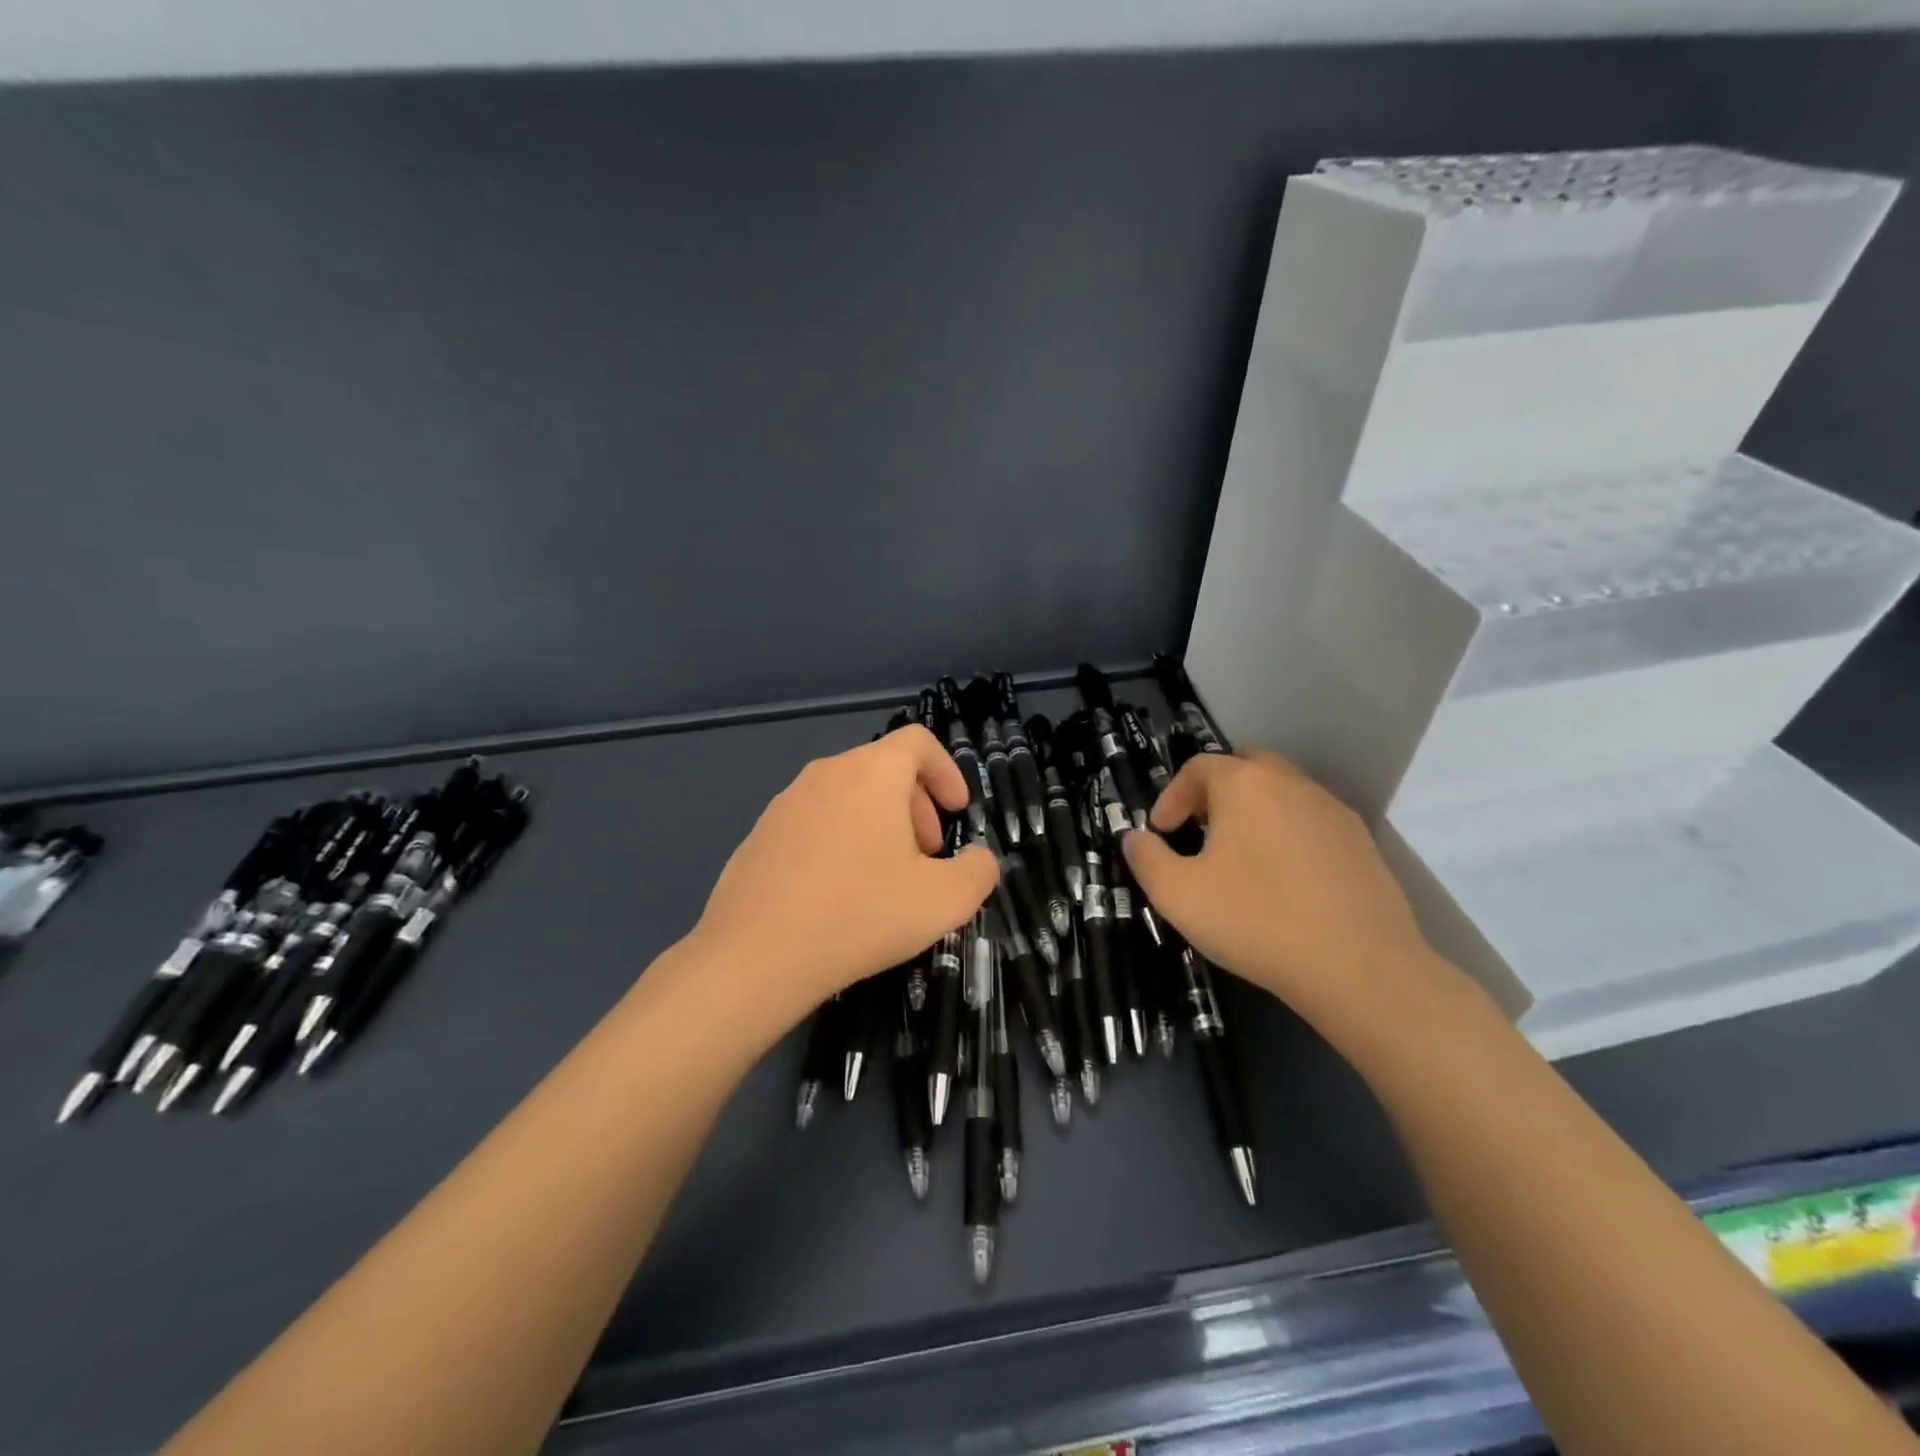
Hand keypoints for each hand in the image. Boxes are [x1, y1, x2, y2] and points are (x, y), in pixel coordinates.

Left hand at [686, 724, 999, 1034]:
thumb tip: (977, 859)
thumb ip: (978, 871)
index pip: (918, 741)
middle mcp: (826, 773)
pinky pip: (815, 822)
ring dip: (879, 825)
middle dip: (916, 806)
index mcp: (872, 773)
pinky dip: (840, 841)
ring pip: (848, 796)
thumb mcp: (945, 900)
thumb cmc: (861, 914)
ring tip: (885, 879)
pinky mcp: (760, 834)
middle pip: (884, 769)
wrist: (755, 955)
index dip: (947, 771)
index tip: (957, 813)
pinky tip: (838, 894)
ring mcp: (786, 802)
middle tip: (925, 856)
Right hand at [1121, 749, 1442, 1028]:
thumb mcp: (1177, 894)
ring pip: (1283, 793)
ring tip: (1240, 858)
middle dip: (1216, 792)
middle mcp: (1291, 784)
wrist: (1358, 967)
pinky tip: (1284, 881)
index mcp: (1244, 785)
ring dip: (1255, 812)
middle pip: (1246, 767)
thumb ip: (1146, 858)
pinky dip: (1289, 835)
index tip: (1161, 832)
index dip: (1172, 796)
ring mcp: (1332, 811)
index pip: (1199, 767)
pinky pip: (1312, 823)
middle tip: (1200, 831)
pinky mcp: (1361, 843)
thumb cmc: (1255, 920)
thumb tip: (1134, 837)